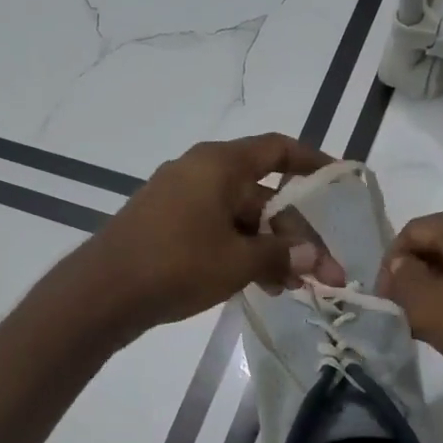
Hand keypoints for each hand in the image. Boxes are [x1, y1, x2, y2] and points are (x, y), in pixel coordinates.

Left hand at [69, 133, 333, 336]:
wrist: (102, 292)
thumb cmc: (177, 264)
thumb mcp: (238, 261)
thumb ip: (281, 254)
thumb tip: (314, 257)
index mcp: (219, 165)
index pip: (277, 150)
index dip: (312, 162)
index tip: (339, 178)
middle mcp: (200, 172)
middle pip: (262, 195)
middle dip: (294, 234)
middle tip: (322, 273)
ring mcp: (179, 199)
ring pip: (239, 219)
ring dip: (268, 249)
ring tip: (291, 287)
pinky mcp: (165, 225)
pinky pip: (214, 230)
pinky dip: (239, 252)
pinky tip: (258, 285)